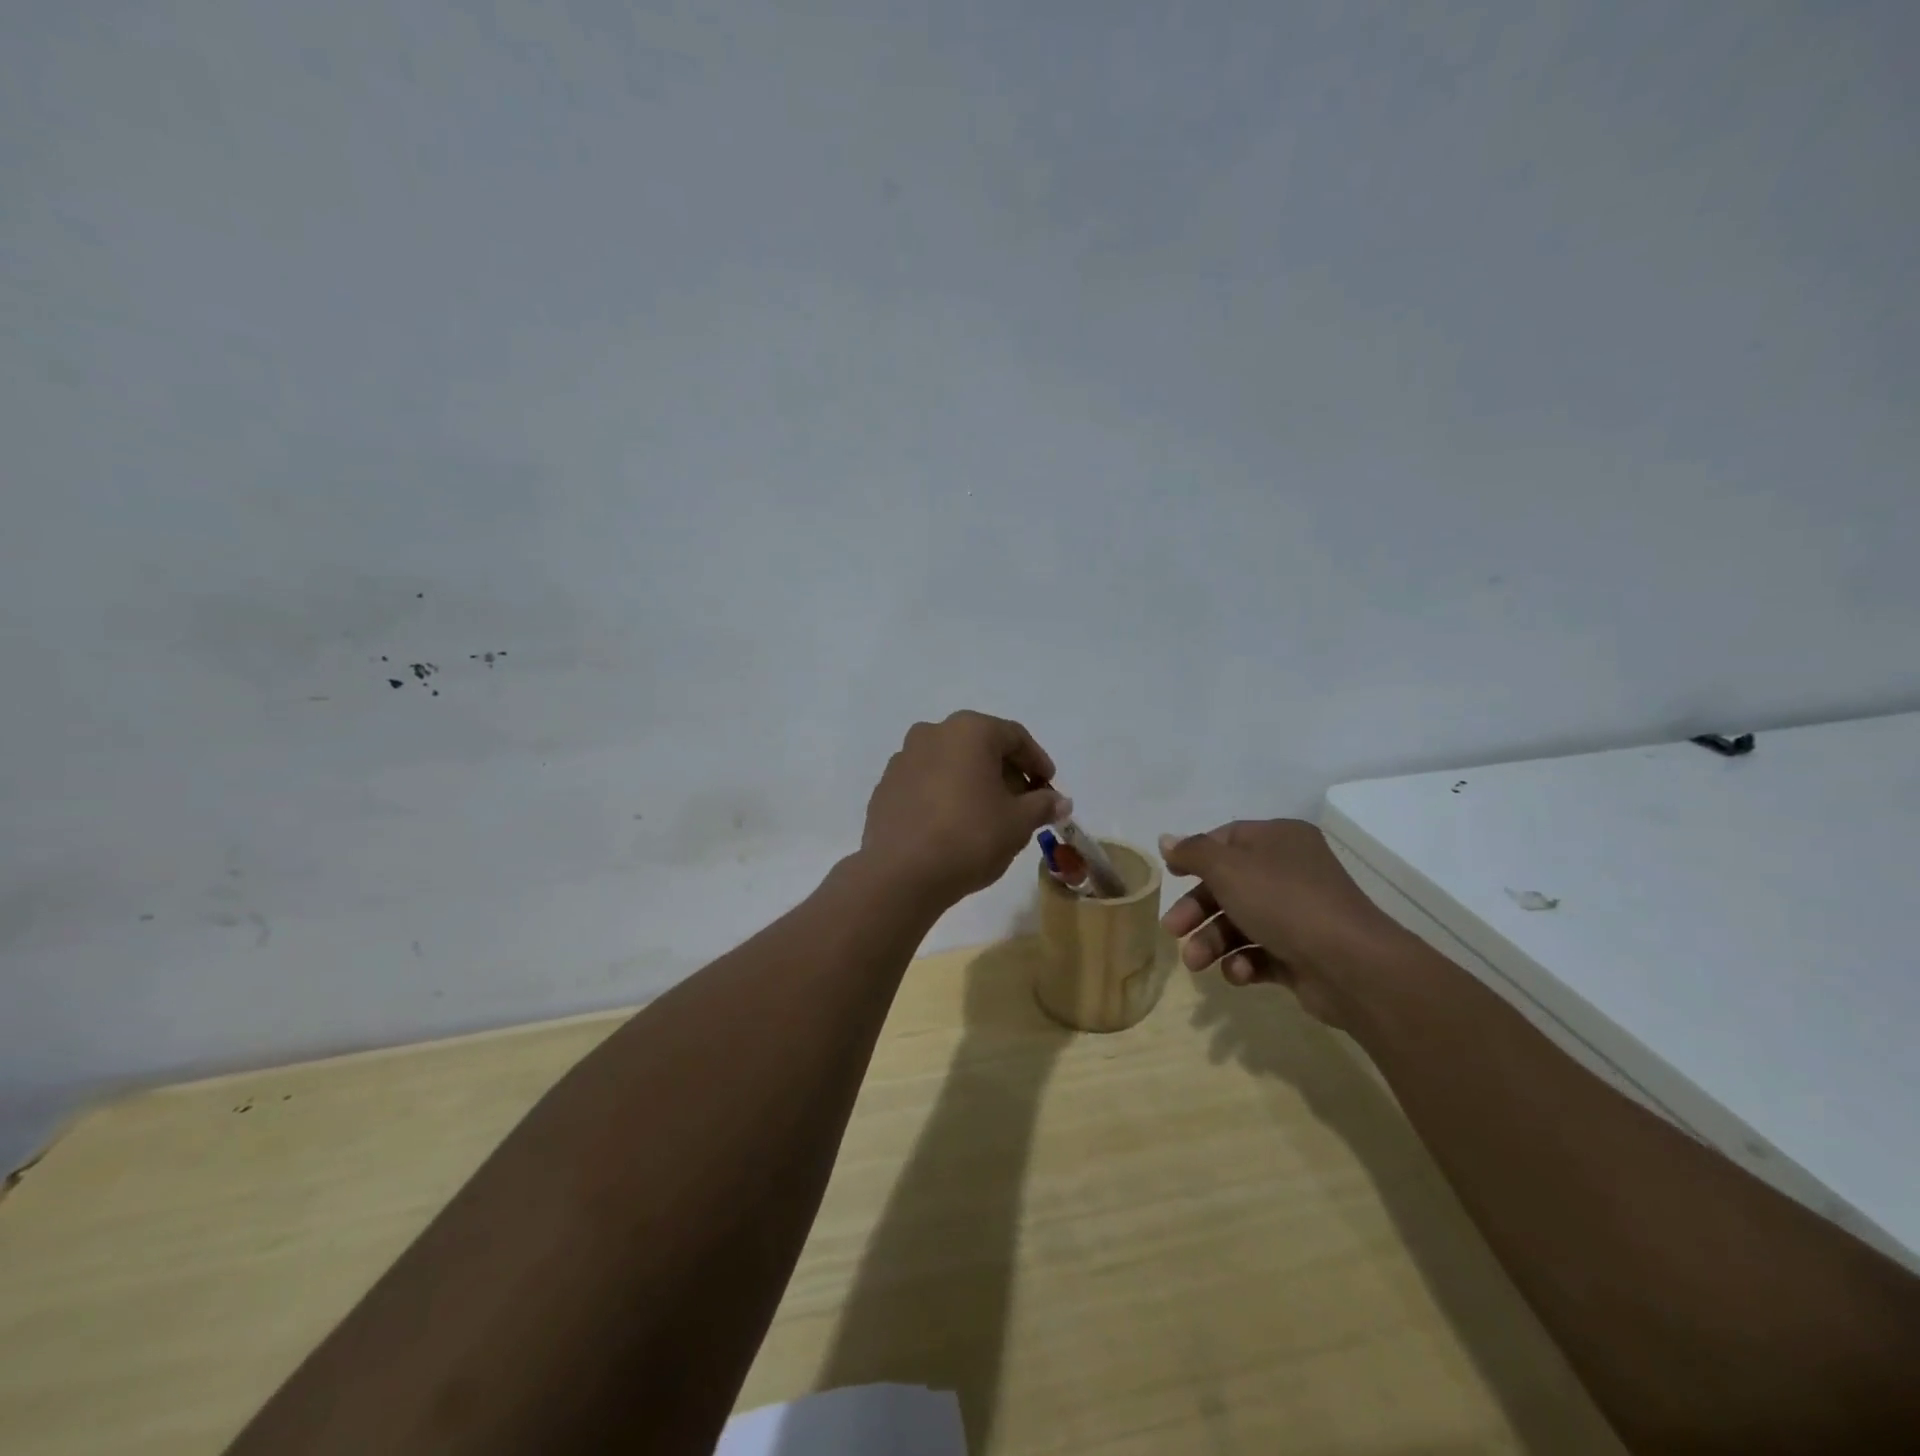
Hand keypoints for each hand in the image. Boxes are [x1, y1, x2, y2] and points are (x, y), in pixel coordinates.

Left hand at [860, 712, 1068, 908]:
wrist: (900, 873)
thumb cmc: (970, 836)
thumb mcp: (1018, 822)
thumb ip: (1042, 805)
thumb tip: (1060, 801)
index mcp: (968, 730)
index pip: (1014, 737)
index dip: (1037, 762)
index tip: (1049, 787)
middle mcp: (932, 733)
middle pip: (980, 746)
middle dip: (1005, 773)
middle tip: (1023, 804)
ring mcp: (903, 759)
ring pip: (950, 764)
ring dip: (973, 783)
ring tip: (988, 817)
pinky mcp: (885, 788)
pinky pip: (925, 784)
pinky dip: (945, 796)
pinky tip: (953, 826)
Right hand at [1157, 820, 1406, 1028]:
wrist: (1351, 966)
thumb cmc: (1283, 902)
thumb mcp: (1228, 868)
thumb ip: (1193, 853)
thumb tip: (1166, 840)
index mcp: (1278, 840)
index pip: (1226, 839)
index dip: (1195, 857)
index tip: (1169, 877)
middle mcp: (1290, 871)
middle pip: (1228, 885)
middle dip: (1197, 910)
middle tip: (1172, 930)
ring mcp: (1298, 914)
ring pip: (1240, 922)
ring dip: (1213, 942)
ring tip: (1196, 963)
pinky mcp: (1302, 953)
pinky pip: (1261, 952)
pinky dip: (1243, 962)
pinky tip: (1239, 973)